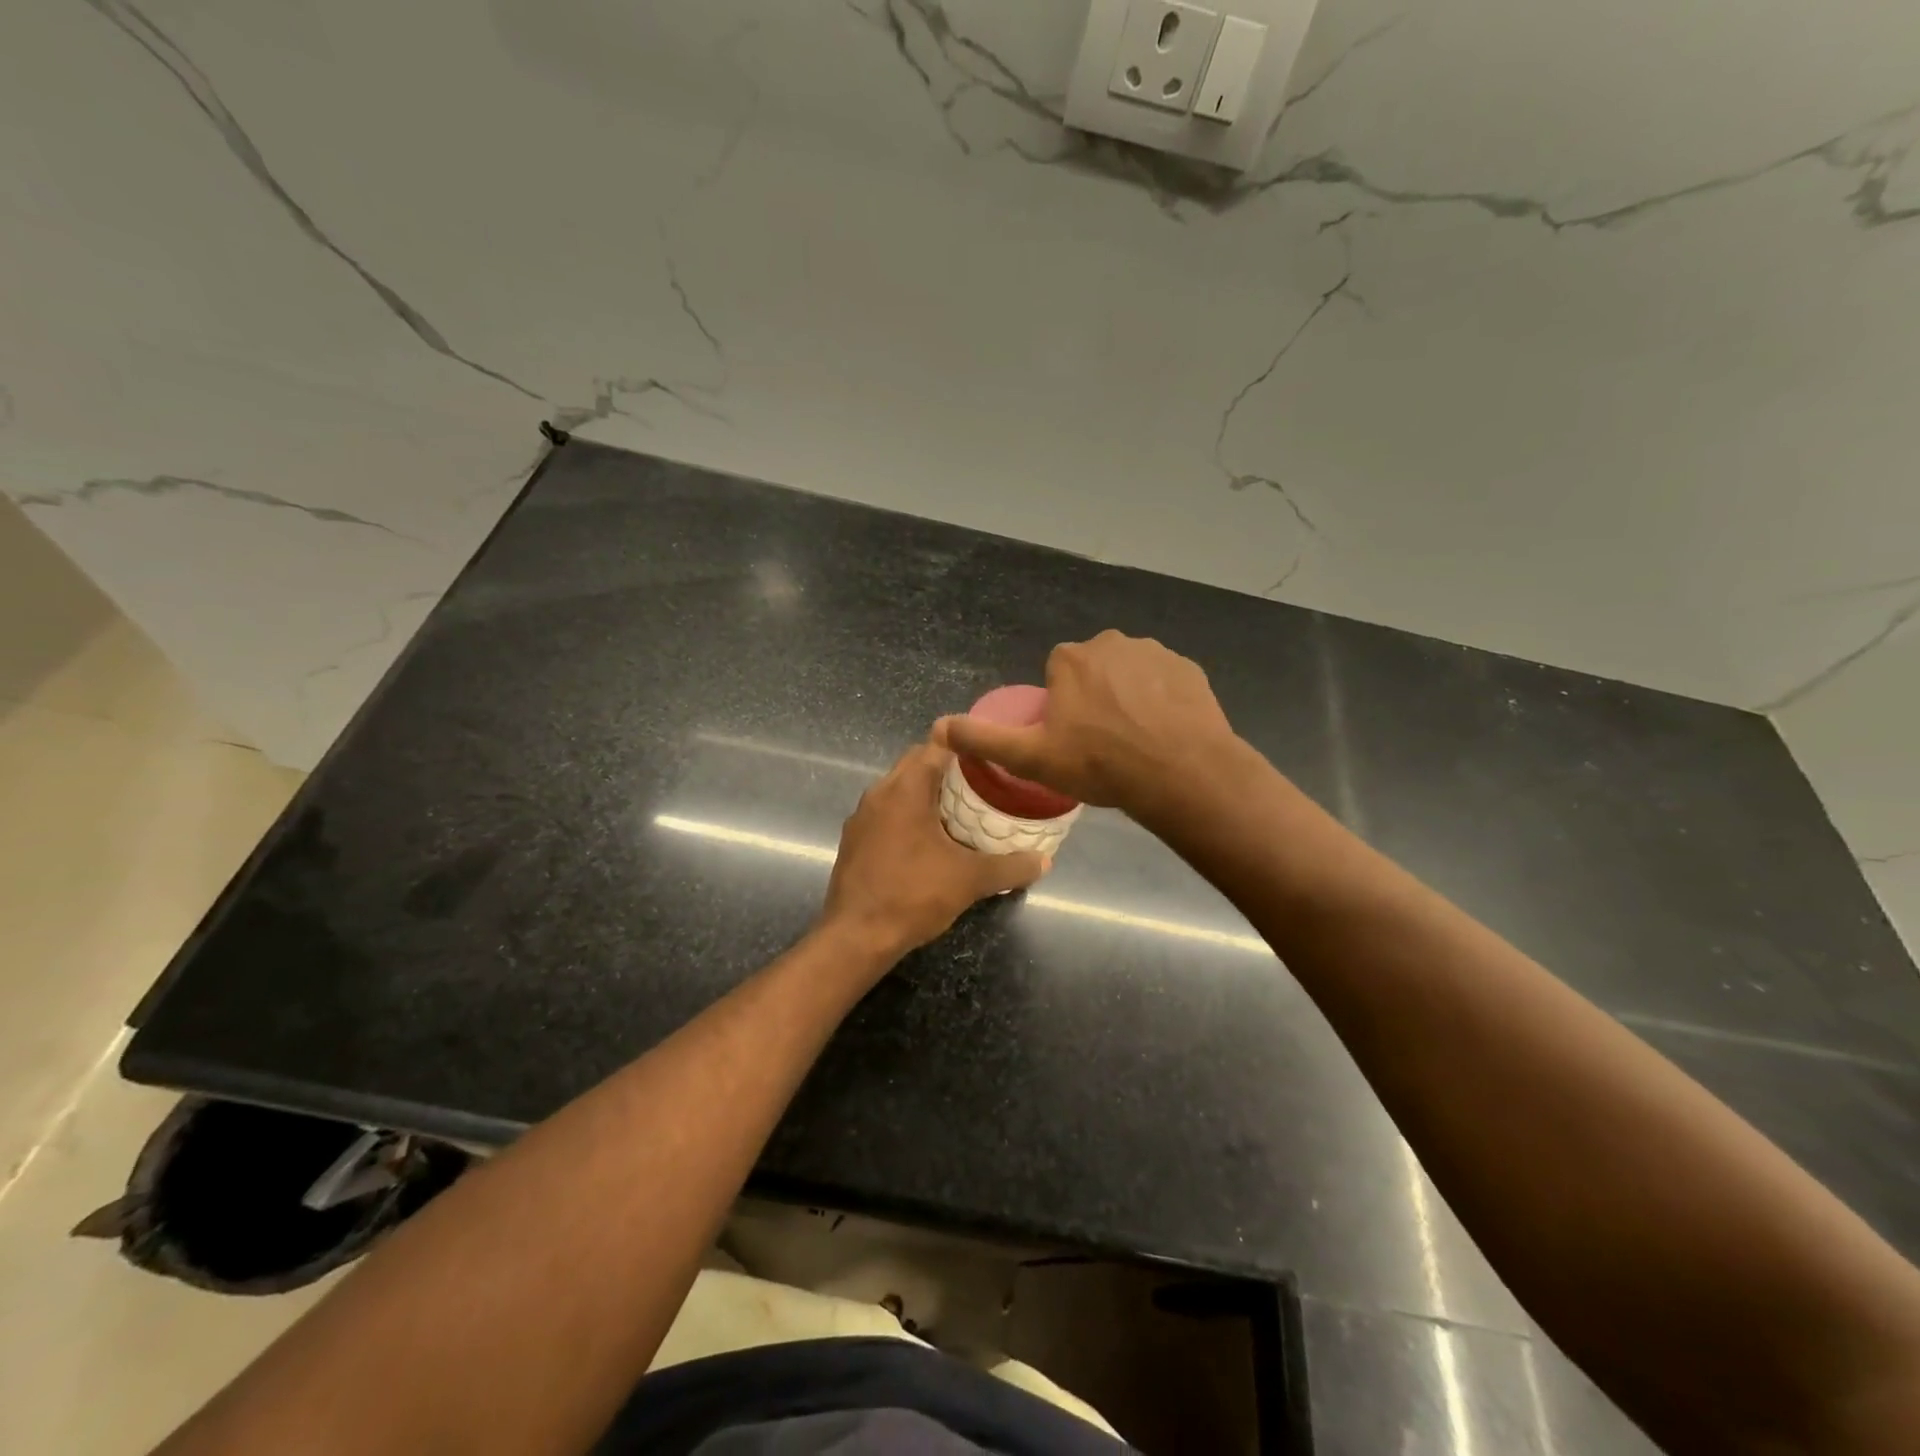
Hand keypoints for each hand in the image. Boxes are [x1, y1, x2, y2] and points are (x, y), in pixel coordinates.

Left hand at [820, 742, 1049, 960]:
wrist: (856, 937)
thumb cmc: (913, 895)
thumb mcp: (970, 880)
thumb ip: (1010, 867)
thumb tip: (1044, 861)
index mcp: (905, 789)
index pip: (936, 744)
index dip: (965, 744)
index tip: (990, 755)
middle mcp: (879, 792)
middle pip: (916, 763)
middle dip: (947, 768)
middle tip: (982, 783)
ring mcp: (861, 816)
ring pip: (898, 788)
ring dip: (926, 792)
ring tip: (959, 810)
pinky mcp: (854, 840)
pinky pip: (886, 812)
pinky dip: (908, 814)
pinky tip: (929, 840)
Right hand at [934, 630, 1239, 816]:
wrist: (1179, 774)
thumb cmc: (1099, 764)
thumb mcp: (1031, 757)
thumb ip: (983, 739)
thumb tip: (937, 727)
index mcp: (1072, 658)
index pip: (1058, 672)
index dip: (1062, 703)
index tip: (1072, 736)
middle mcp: (1112, 642)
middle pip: (1094, 668)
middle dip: (1096, 696)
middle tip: (1103, 742)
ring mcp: (1156, 653)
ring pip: (1131, 673)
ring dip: (1130, 696)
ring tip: (1136, 741)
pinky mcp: (1190, 669)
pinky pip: (1166, 681)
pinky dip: (1163, 701)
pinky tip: (1166, 733)